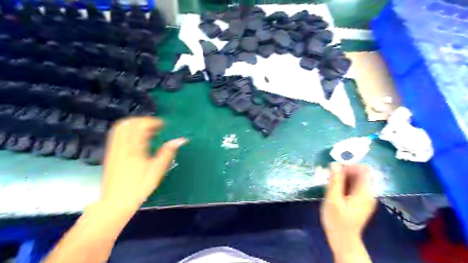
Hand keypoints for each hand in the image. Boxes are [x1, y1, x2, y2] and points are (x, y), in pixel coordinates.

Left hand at [99, 117, 185, 210]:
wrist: (116, 201)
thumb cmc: (139, 186)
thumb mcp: (157, 169)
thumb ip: (168, 152)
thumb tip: (180, 140)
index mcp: (134, 147)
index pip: (141, 126)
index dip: (153, 122)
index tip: (163, 125)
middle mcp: (121, 145)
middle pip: (129, 123)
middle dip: (143, 121)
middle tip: (155, 126)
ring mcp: (114, 148)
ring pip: (121, 128)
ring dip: (134, 125)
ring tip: (147, 132)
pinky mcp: (110, 153)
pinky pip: (117, 135)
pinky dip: (127, 131)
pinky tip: (136, 140)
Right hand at [322, 164, 375, 261]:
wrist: (343, 240)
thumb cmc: (337, 221)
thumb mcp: (333, 199)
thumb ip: (335, 181)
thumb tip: (335, 164)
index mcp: (365, 191)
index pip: (363, 169)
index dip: (348, 165)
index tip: (334, 170)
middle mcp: (368, 193)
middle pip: (359, 173)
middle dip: (343, 171)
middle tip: (328, 177)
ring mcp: (365, 197)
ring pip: (355, 179)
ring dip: (342, 178)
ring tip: (329, 184)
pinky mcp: (360, 201)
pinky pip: (353, 186)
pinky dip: (344, 184)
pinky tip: (334, 190)